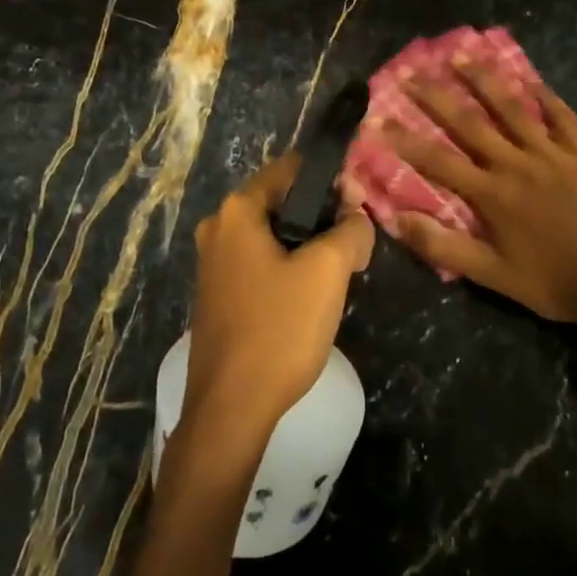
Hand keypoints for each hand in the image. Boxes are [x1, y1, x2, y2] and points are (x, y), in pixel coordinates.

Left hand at [185, 153, 374, 446]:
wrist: (231, 407)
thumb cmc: (279, 328)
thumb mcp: (328, 271)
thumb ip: (351, 230)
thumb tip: (356, 217)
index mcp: (238, 210)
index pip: (292, 168)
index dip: (332, 179)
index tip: (362, 204)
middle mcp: (219, 227)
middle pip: (283, 202)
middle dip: (324, 216)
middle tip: (357, 243)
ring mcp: (214, 263)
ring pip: (275, 235)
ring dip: (310, 245)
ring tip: (342, 272)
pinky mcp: (219, 294)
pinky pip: (262, 263)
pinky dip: (290, 268)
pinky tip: (312, 297)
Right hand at [385, 62, 576, 343]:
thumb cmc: (547, 282)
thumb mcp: (491, 275)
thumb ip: (444, 246)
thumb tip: (398, 219)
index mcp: (492, 194)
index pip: (439, 161)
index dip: (407, 140)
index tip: (380, 119)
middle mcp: (518, 164)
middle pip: (470, 123)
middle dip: (437, 96)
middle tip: (412, 73)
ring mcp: (553, 155)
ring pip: (513, 109)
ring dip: (485, 81)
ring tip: (462, 56)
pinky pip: (561, 117)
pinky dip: (544, 96)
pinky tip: (529, 78)